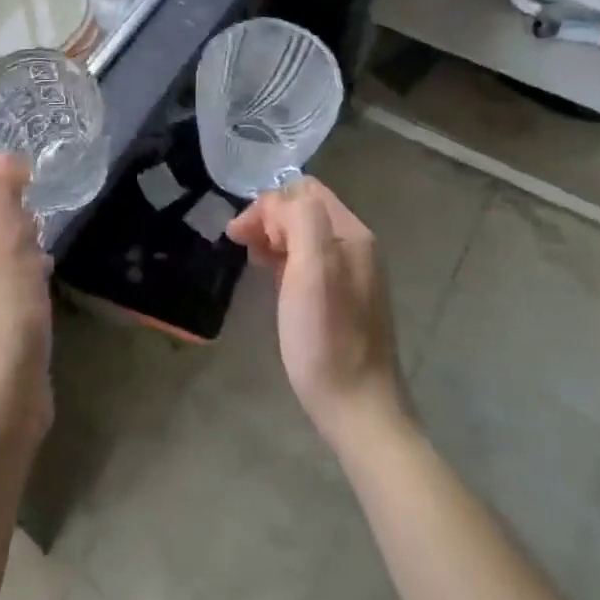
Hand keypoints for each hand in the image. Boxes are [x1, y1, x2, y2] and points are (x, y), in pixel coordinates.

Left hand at [0, 154, 53, 452]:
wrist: (2, 399)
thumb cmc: (5, 313)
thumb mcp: (5, 242)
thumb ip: (1, 194)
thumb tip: (2, 155)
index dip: (12, 202)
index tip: (38, 218)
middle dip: (22, 231)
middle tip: (43, 246)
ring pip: (3, 262)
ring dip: (28, 257)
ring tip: (47, 269)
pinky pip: (10, 292)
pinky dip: (28, 285)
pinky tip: (43, 298)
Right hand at [228, 177, 411, 449]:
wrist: (358, 409)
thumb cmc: (327, 338)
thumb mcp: (312, 269)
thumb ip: (300, 220)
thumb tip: (276, 206)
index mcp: (351, 234)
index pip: (305, 190)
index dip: (269, 203)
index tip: (241, 233)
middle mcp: (356, 247)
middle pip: (305, 210)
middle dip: (269, 218)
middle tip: (240, 244)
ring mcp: (352, 274)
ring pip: (305, 235)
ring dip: (274, 238)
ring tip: (252, 260)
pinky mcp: (343, 299)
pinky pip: (310, 261)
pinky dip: (285, 259)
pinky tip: (273, 280)